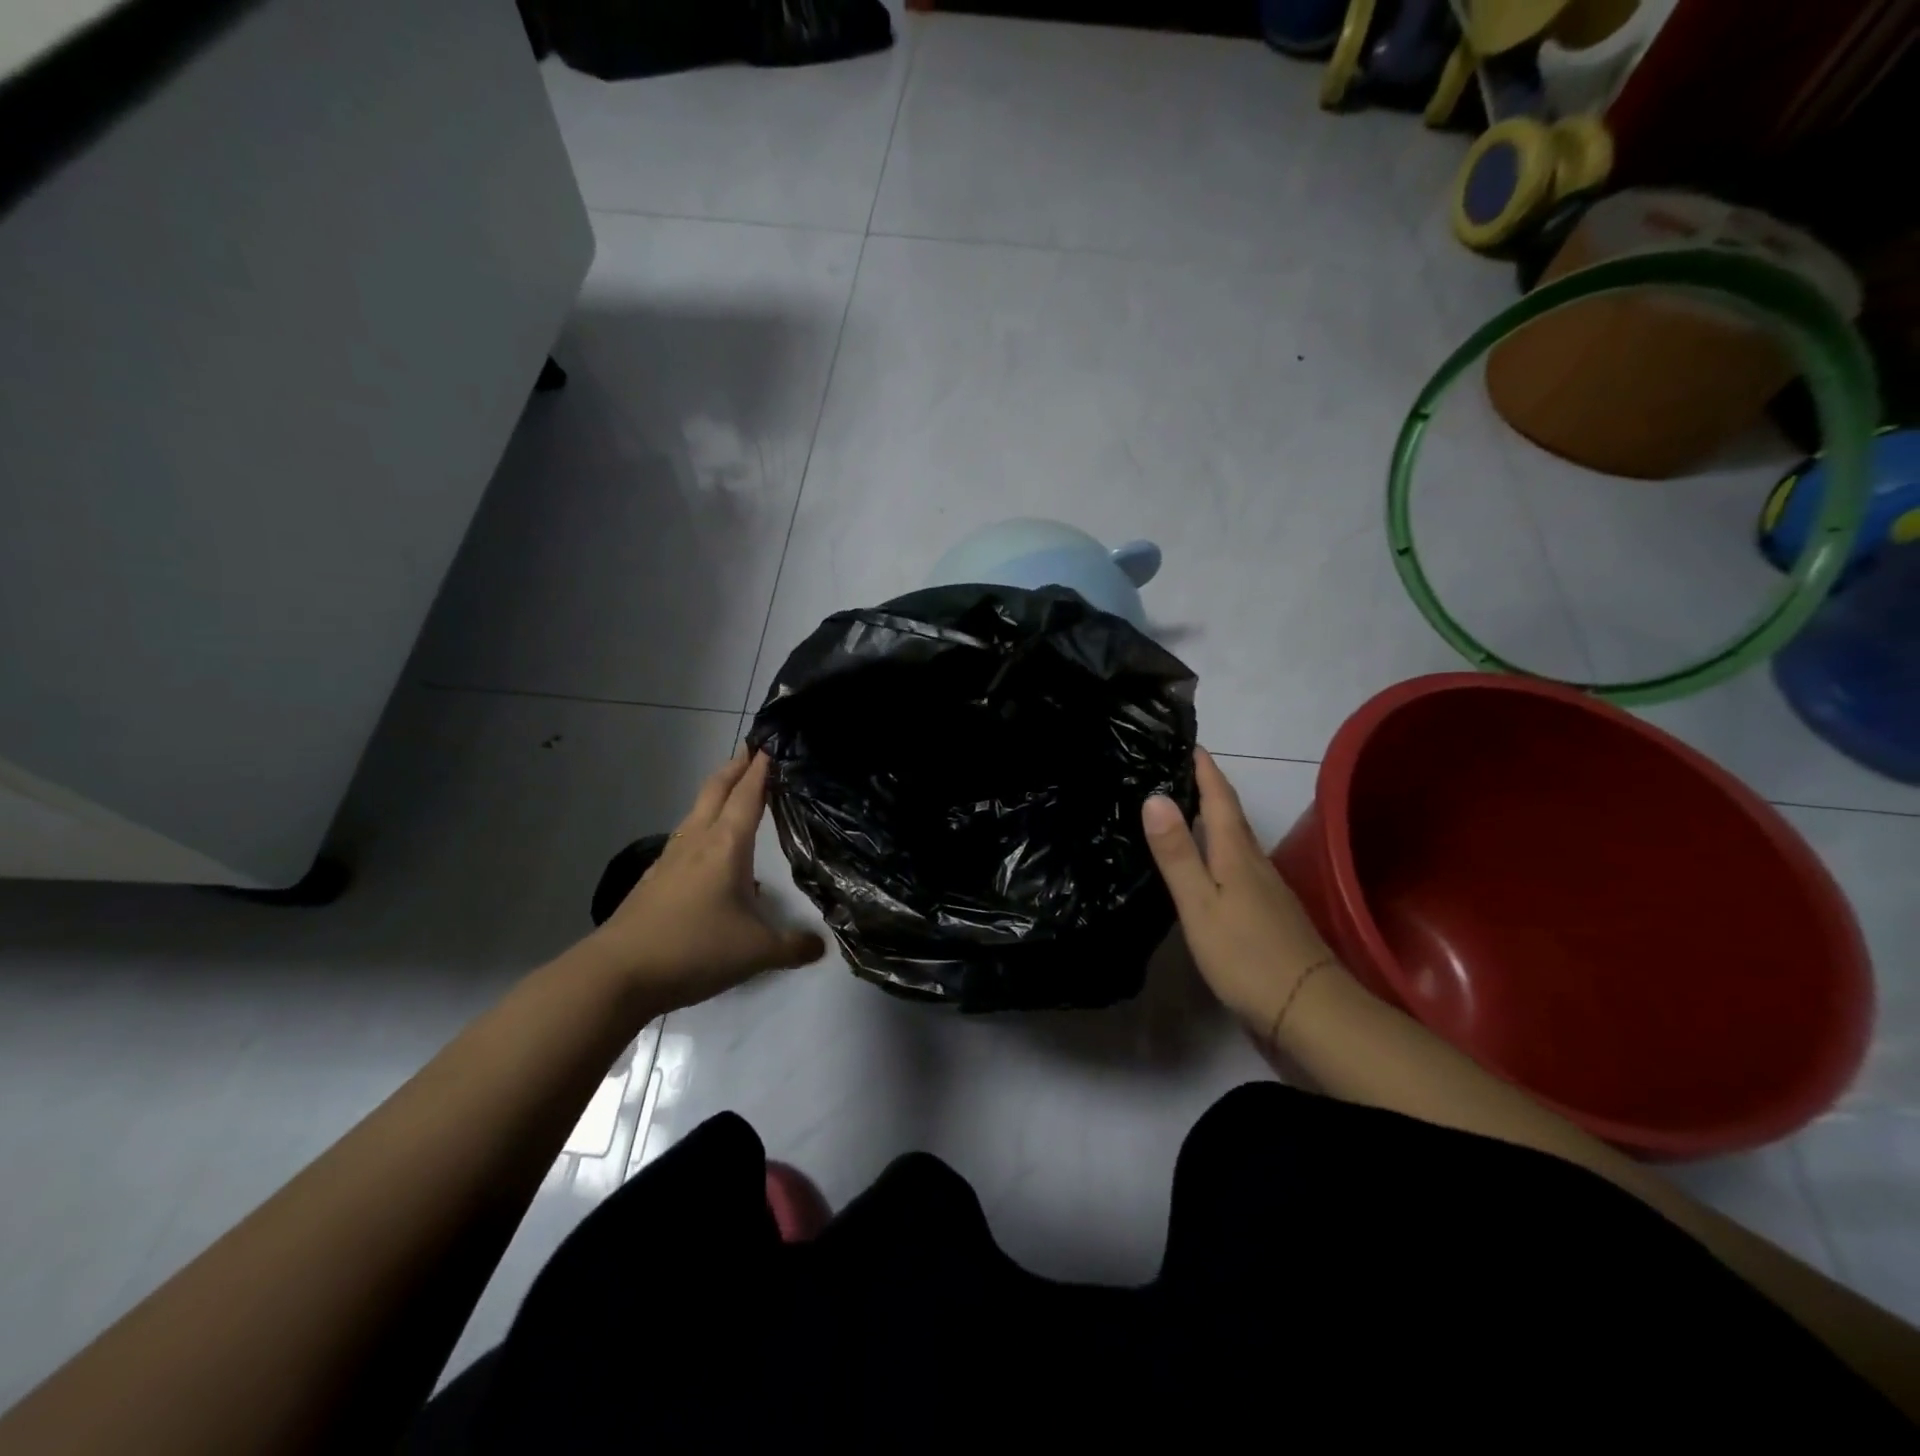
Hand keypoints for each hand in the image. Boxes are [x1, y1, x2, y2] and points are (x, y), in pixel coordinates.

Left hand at [585, 750, 825, 1011]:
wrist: (618, 973)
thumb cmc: (695, 949)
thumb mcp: (756, 952)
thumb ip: (793, 946)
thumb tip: (820, 945)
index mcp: (726, 845)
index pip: (749, 795)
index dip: (762, 768)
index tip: (771, 742)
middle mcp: (697, 842)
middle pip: (717, 791)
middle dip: (736, 767)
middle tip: (752, 750)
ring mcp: (670, 859)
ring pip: (696, 812)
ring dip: (716, 794)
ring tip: (732, 791)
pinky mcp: (654, 880)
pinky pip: (684, 839)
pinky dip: (701, 827)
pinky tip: (707, 850)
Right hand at [1142, 747, 1335, 1035]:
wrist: (1308, 1009)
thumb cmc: (1246, 955)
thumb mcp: (1200, 904)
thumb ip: (1177, 853)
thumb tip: (1155, 796)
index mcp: (1236, 853)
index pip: (1220, 797)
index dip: (1204, 768)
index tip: (1187, 742)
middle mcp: (1254, 863)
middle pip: (1230, 815)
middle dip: (1206, 787)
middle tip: (1173, 769)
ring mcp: (1265, 889)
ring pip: (1234, 840)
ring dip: (1212, 818)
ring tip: (1181, 809)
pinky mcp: (1267, 913)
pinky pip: (1237, 865)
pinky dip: (1218, 850)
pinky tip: (1205, 864)